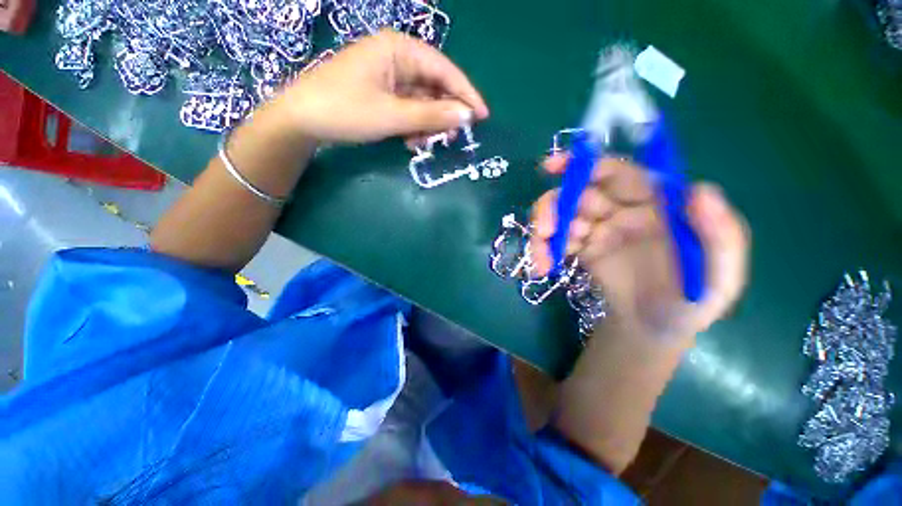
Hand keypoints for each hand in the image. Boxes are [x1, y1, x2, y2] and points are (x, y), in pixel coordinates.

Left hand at [270, 30, 488, 144]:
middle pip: (434, 85)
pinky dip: (414, 125)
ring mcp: (388, 76)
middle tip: (451, 138)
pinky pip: (408, 108)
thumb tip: (466, 117)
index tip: (482, 117)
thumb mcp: (392, 116)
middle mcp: (396, 57)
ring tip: (426, 143)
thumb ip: (431, 115)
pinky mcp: (382, 92)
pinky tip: (411, 141)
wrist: (302, 120)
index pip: (444, 70)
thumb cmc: (345, 111)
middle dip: (444, 113)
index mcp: (398, 49)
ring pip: (422, 100)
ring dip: (428, 123)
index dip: (466, 94)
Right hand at [529, 155, 748, 341]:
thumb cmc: (691, 302)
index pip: (617, 172)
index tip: (553, 168)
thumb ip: (721, 236)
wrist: (655, 329)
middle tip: (546, 231)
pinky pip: (554, 241)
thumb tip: (699, 191)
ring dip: (544, 232)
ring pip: (559, 216)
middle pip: (577, 193)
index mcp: (655, 203)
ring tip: (542, 260)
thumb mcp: (720, 276)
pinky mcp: (579, 249)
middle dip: (555, 206)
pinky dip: (542, 250)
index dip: (585, 164)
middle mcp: (621, 209)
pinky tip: (543, 267)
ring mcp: (596, 229)